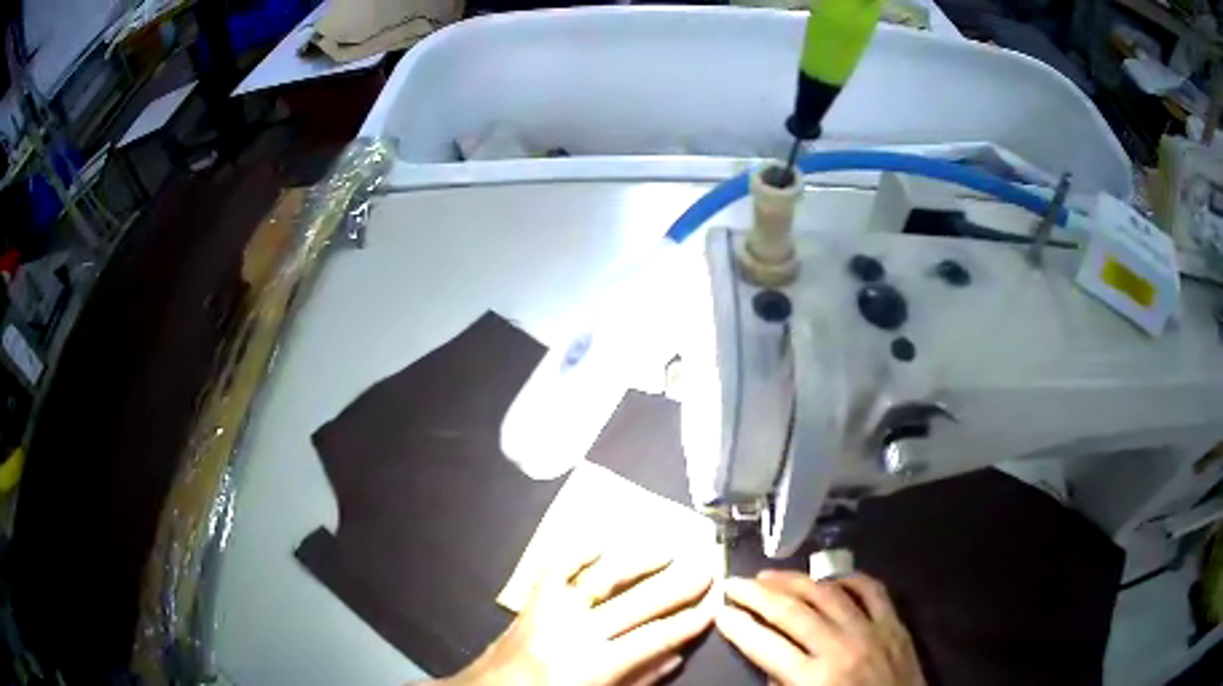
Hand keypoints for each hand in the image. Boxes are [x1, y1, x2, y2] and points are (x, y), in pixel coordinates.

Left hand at [442, 546, 715, 685]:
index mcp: (593, 666)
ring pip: (599, 578)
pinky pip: (553, 569)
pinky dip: (576, 551)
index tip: (714, 604)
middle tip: (705, 566)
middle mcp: (573, 633)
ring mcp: (549, 612)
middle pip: (636, 604)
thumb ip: (638, 680)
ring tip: (667, 548)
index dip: (688, 622)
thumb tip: (675, 654)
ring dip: (637, 561)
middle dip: (677, 585)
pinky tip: (600, 542)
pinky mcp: (530, 601)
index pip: (653, 638)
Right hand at [716, 571, 923, 685]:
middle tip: (734, 583)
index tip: (720, 611)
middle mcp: (840, 648)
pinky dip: (849, 579)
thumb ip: (783, 685)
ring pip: (827, 594)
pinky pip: (872, 590)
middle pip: (792, 611)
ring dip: (795, 580)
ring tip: (770, 574)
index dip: (738, 626)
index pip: (765, 645)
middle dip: (756, 595)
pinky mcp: (895, 624)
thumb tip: (769, 660)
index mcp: (814, 679)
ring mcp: (871, 631)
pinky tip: (830, 577)